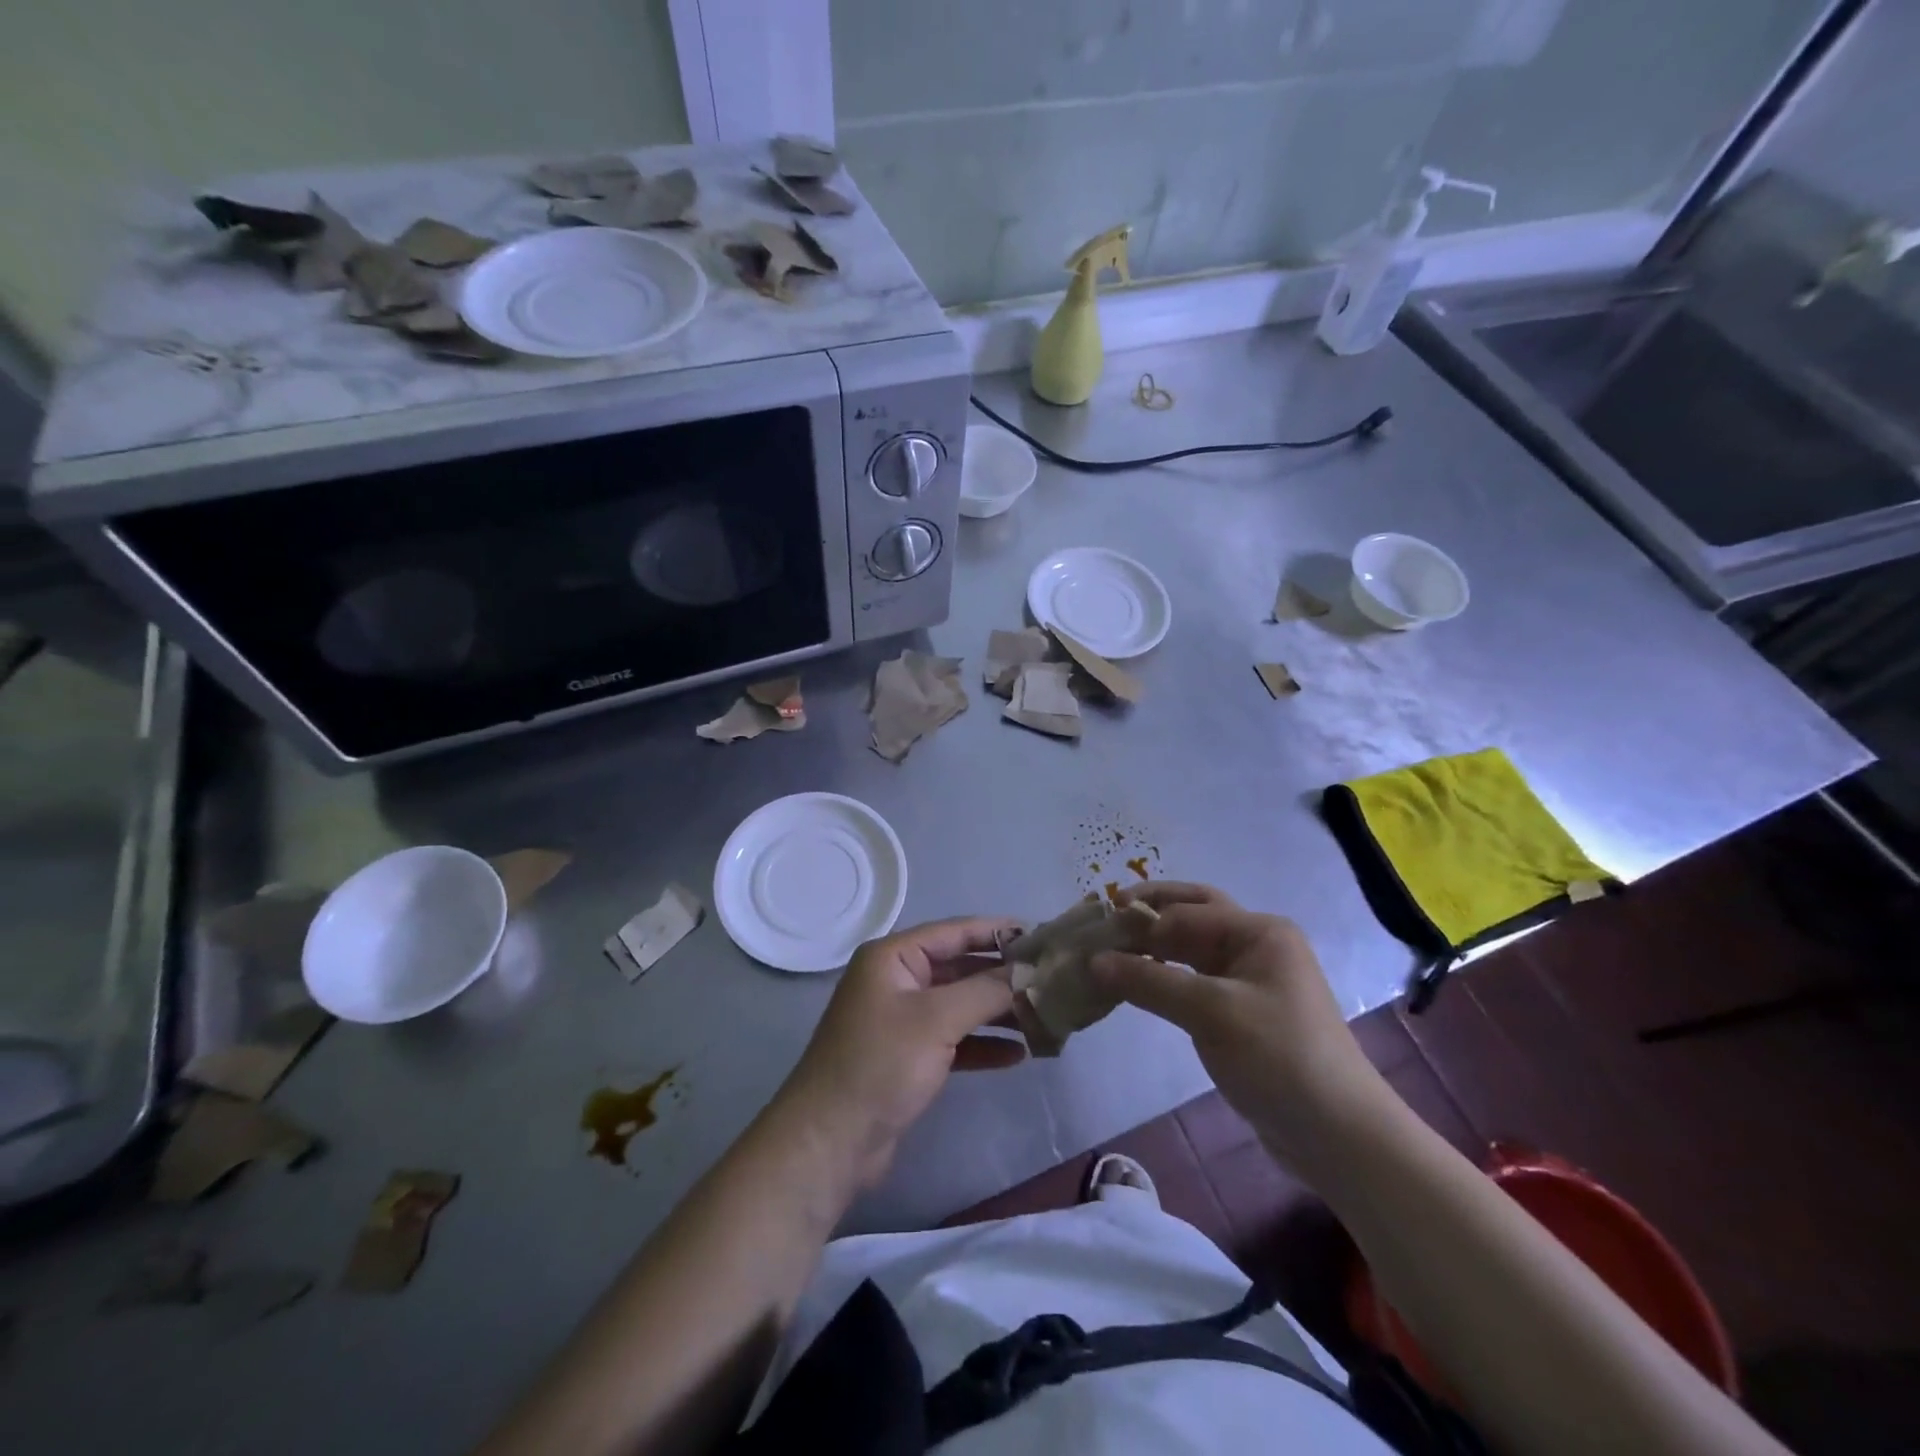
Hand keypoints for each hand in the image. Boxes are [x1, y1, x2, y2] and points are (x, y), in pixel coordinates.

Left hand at [775, 917, 1025, 1189]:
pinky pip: (954, 1039)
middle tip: (1051, 980)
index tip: (1042, 935)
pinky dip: (982, 1044)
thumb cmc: (881, 1064)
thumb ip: (986, 990)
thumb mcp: (937, 1019)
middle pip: (960, 968)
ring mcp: (902, 1020)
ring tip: (1044, 1018)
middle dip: (1003, 976)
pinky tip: (1018, 1054)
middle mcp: (897, 980)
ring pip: (960, 1005)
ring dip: (998, 1011)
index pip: (955, 932)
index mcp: (894, 957)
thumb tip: (1029, 971)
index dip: (998, 931)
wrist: (830, 1142)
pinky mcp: (909, 1057)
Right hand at [1089, 883, 1387, 1173]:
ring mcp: (1251, 980)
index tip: (1093, 932)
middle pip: (1192, 916)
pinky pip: (1195, 981)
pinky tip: (1137, 985)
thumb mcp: (1210, 1013)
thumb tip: (1093, 960)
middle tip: (1104, 919)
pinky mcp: (1243, 1013)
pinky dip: (1165, 978)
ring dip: (1154, 948)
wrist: (1338, 1134)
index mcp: (1258, 932)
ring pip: (1191, 950)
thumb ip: (1149, 982)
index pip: (1185, 912)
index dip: (1139, 920)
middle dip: (1149, 914)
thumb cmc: (1278, 1057)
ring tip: (1110, 952)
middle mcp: (1256, 945)